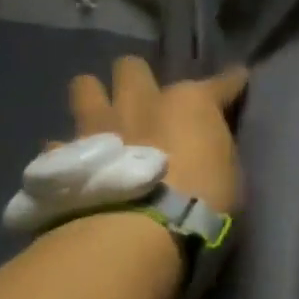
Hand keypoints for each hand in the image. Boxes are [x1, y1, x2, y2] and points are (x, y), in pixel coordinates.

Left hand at [71, 57, 248, 215]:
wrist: (142, 231)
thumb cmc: (202, 202)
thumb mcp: (229, 174)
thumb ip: (214, 149)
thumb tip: (208, 145)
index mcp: (189, 103)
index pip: (220, 82)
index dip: (231, 82)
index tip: (237, 82)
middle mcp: (140, 101)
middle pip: (132, 67)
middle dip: (138, 79)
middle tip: (146, 102)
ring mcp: (99, 125)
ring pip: (85, 86)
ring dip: (95, 98)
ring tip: (103, 119)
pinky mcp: (67, 155)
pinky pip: (61, 143)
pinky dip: (71, 151)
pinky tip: (80, 164)